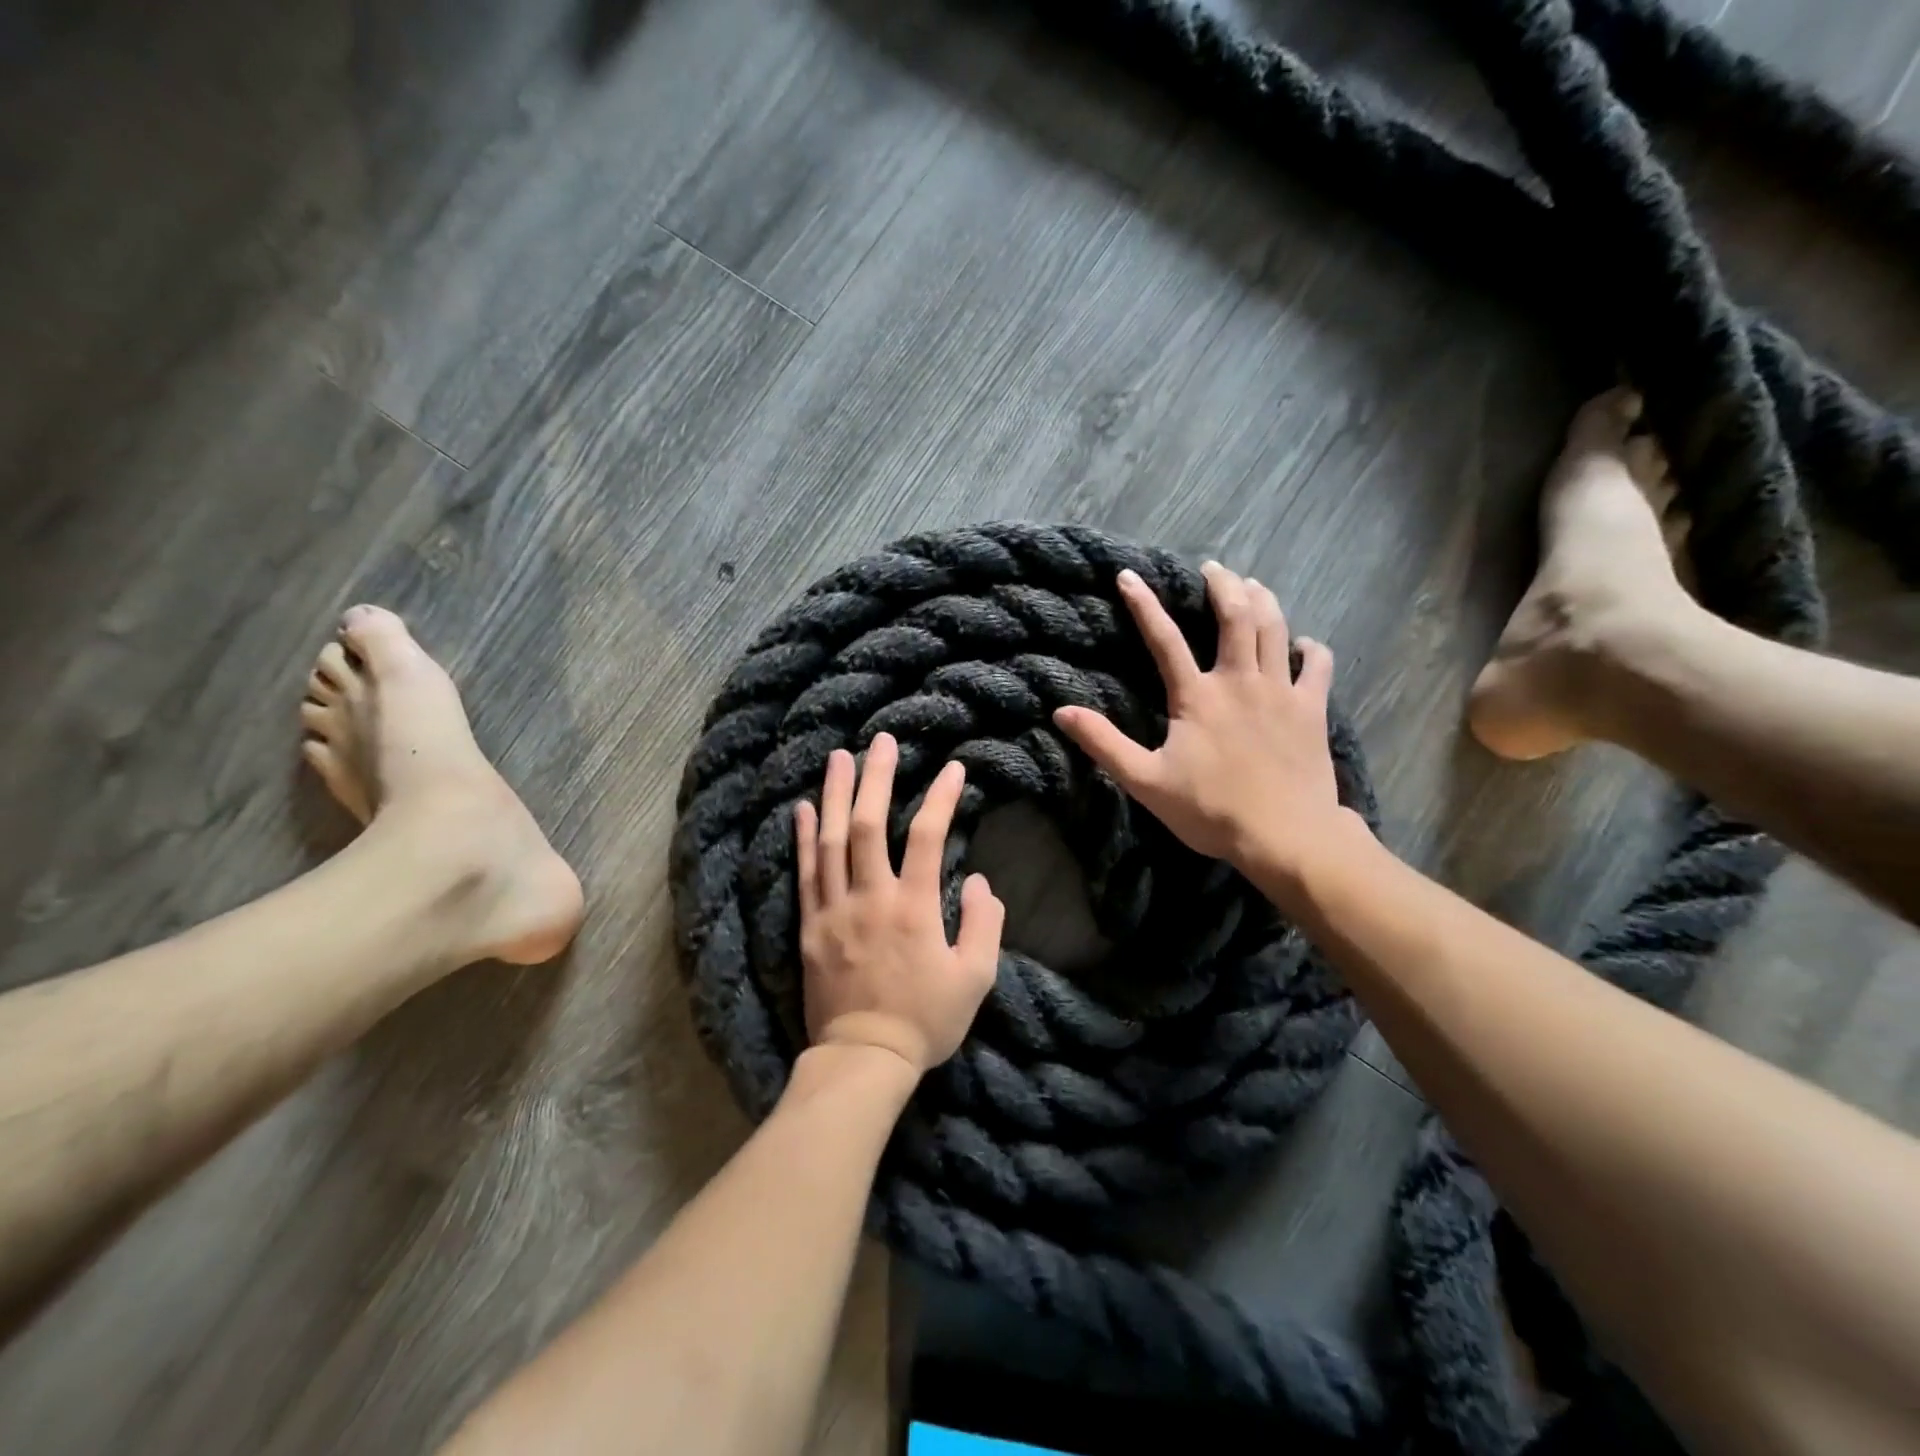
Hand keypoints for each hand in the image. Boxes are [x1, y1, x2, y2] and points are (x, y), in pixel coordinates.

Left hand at [794, 733, 1004, 1075]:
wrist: (863, 1058)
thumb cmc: (926, 1020)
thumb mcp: (975, 979)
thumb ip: (985, 925)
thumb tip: (980, 881)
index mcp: (915, 908)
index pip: (930, 836)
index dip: (942, 797)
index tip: (953, 769)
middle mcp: (871, 897)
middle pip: (871, 825)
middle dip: (878, 778)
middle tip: (882, 741)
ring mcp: (834, 909)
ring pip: (832, 840)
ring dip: (837, 794)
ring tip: (839, 757)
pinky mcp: (810, 925)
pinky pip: (805, 872)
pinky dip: (803, 836)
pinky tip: (804, 806)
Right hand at [1053, 562, 1358, 883]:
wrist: (1285, 835)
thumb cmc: (1210, 810)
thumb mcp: (1145, 781)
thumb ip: (1104, 743)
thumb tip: (1061, 711)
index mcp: (1197, 696)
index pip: (1164, 640)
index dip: (1144, 605)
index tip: (1129, 576)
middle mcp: (1239, 681)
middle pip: (1236, 617)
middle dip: (1223, 585)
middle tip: (1213, 568)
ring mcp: (1281, 692)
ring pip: (1275, 629)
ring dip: (1264, 601)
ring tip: (1253, 585)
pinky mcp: (1312, 709)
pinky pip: (1317, 666)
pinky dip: (1311, 648)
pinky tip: (1304, 643)